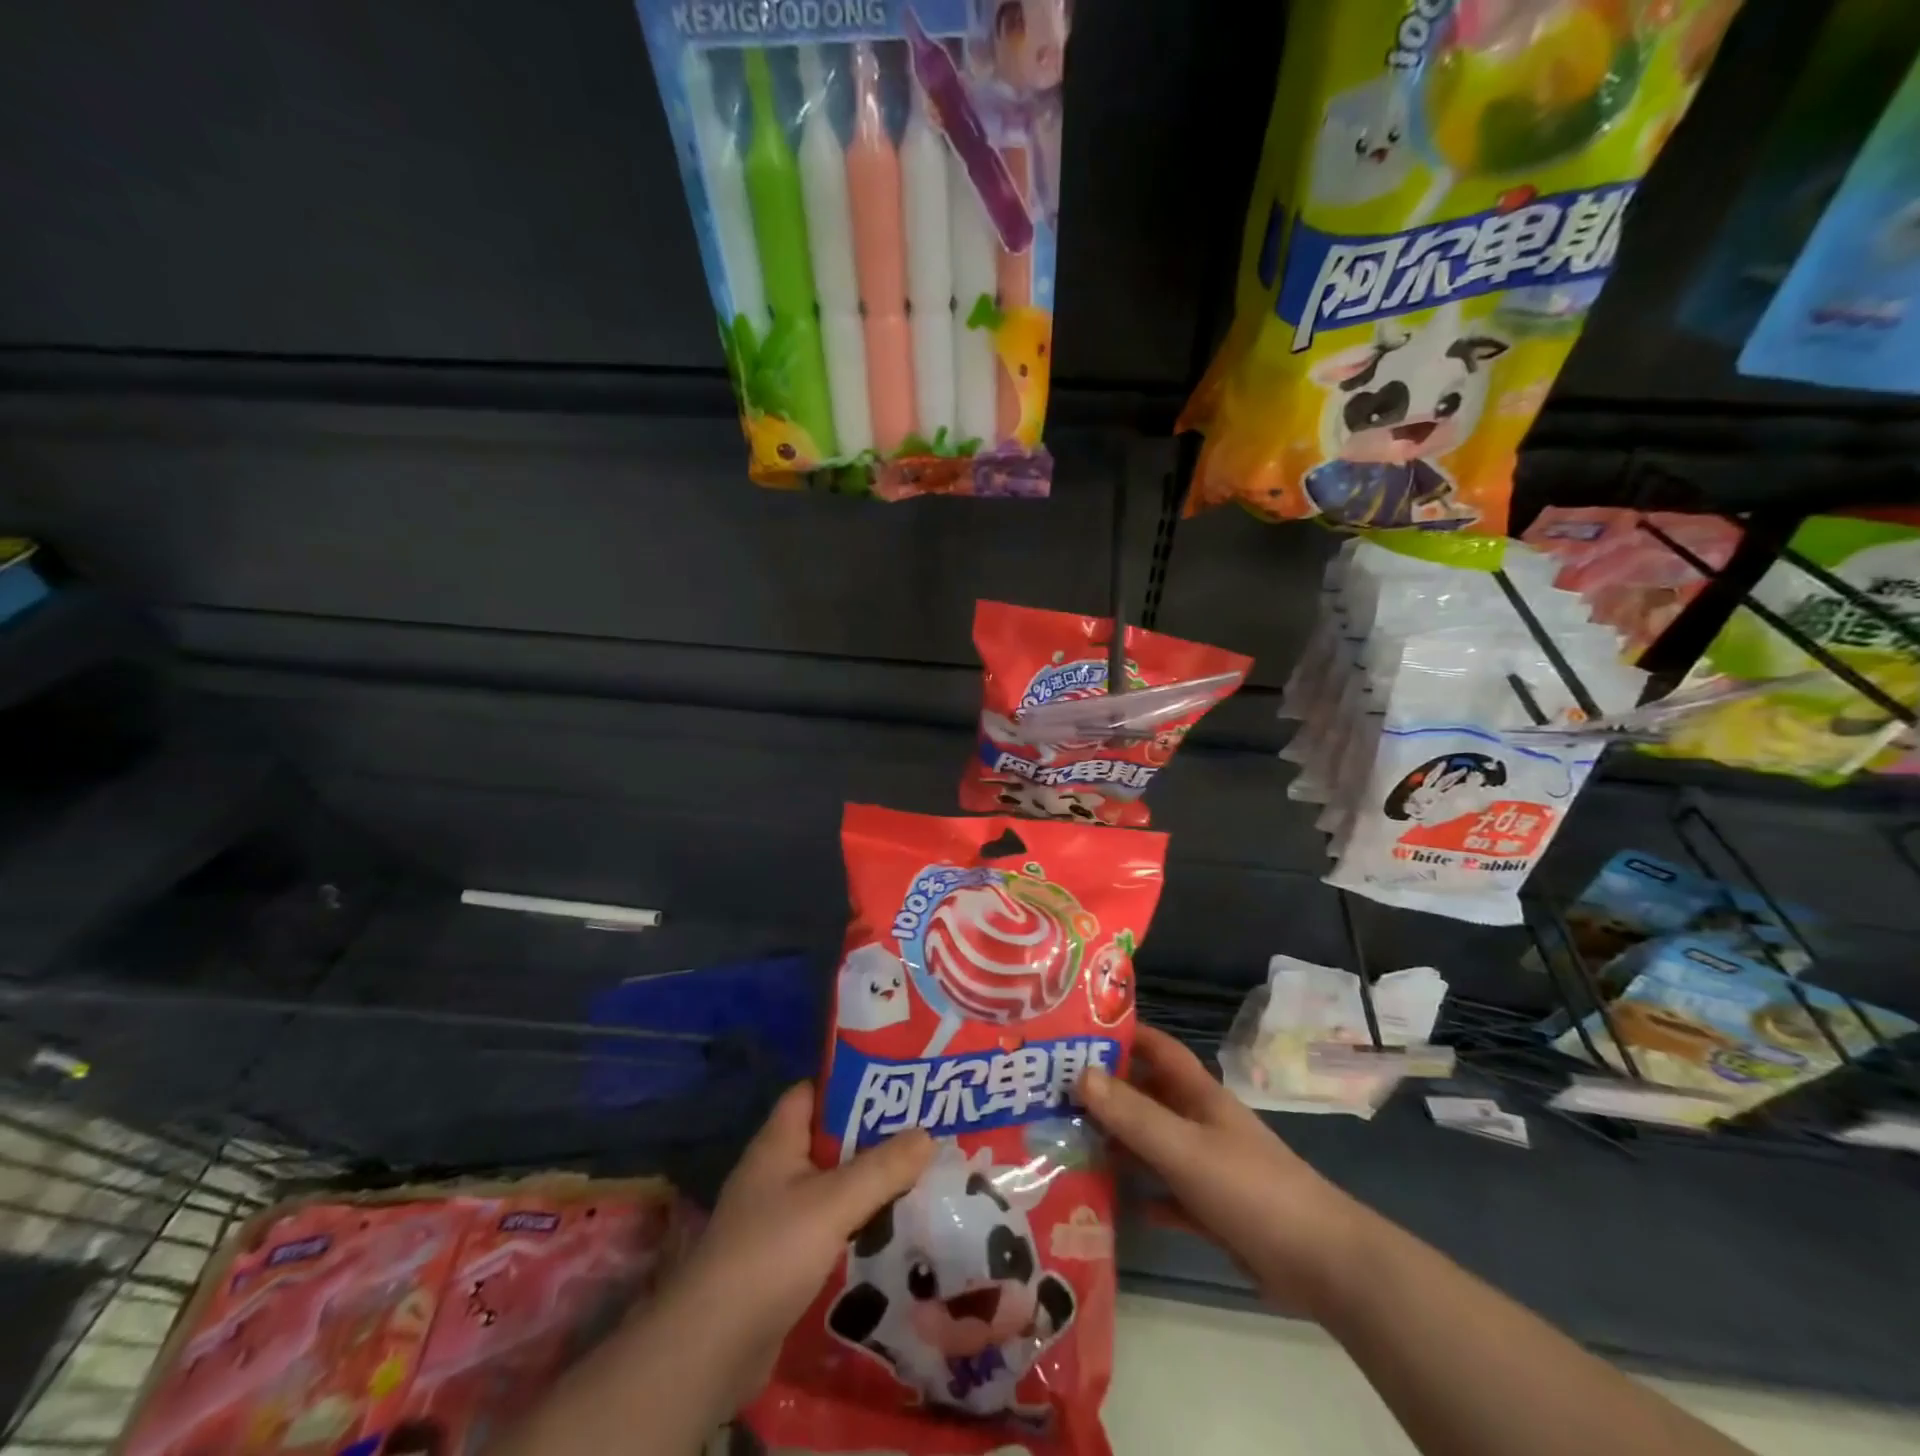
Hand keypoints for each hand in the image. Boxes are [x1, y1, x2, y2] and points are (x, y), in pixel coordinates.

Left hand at [658, 1083, 933, 1409]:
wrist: (712, 1349)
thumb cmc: (769, 1253)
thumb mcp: (834, 1202)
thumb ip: (882, 1168)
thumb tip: (928, 1134)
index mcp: (778, 1143)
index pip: (813, 1093)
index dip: (850, 1084)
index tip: (896, 1084)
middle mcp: (776, 1172)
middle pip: (829, 1140)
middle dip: (873, 1137)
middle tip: (923, 1131)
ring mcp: (777, 1218)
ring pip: (833, 1187)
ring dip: (870, 1184)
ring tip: (921, 1178)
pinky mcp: (784, 1260)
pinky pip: (830, 1227)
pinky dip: (859, 1225)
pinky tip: (895, 1232)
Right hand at [1076, 1025, 1363, 1316]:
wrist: (1323, 1265)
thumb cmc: (1251, 1189)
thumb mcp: (1184, 1148)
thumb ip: (1133, 1114)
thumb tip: (1080, 1073)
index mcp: (1198, 1095)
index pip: (1157, 1048)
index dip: (1122, 1033)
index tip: (1077, 1030)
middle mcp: (1200, 1123)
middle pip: (1148, 1095)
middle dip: (1107, 1091)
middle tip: (1054, 1092)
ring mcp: (1208, 1166)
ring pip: (1153, 1144)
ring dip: (1119, 1143)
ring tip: (1068, 1141)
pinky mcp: (1214, 1210)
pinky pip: (1168, 1194)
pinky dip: (1144, 1194)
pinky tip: (1114, 1201)